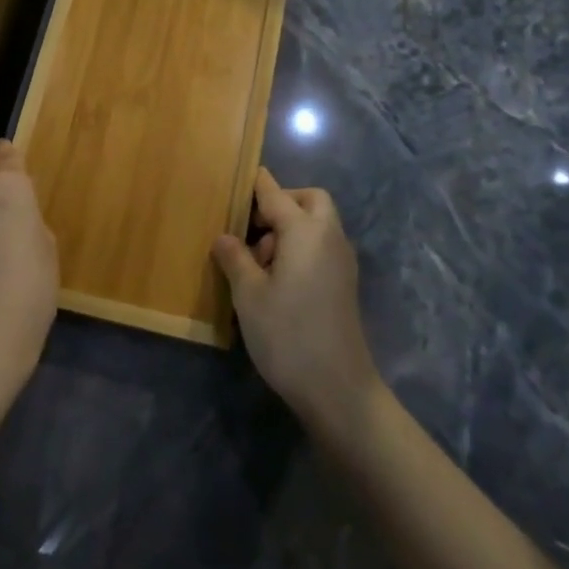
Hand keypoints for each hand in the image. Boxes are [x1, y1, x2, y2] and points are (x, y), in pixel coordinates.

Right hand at [212, 169, 382, 438]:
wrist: (339, 389)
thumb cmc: (288, 335)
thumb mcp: (249, 296)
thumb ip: (235, 259)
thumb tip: (225, 237)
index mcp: (305, 231)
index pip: (276, 193)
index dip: (255, 184)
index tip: (236, 178)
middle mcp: (328, 237)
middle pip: (310, 200)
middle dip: (282, 202)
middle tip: (252, 227)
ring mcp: (341, 261)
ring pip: (318, 223)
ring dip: (291, 227)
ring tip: (259, 262)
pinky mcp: (344, 283)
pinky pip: (322, 246)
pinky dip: (302, 246)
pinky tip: (278, 280)